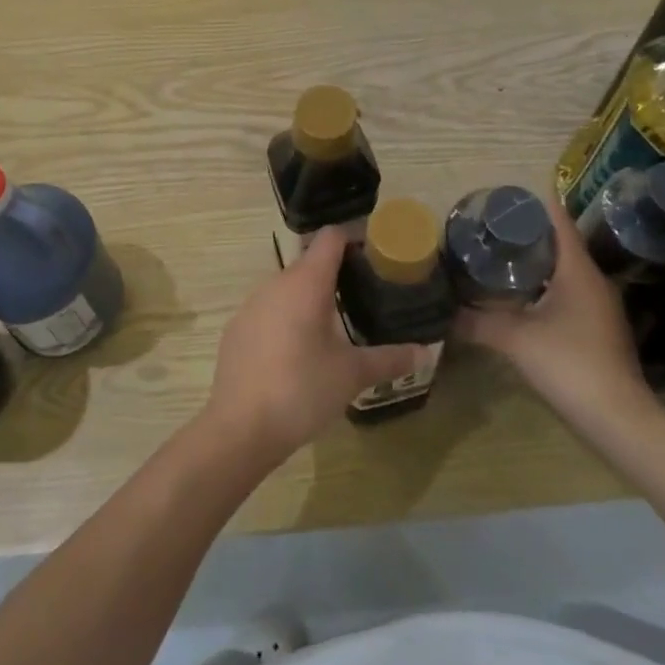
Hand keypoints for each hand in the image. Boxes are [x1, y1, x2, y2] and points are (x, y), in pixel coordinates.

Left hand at [202, 230, 422, 464]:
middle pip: (310, 263)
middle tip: (364, 295)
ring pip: (287, 287)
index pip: (331, 237)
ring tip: (336, 324)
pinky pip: (268, 310)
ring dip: (310, 297)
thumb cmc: (302, 390)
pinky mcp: (237, 327)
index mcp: (306, 282)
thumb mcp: (352, 375)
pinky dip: (286, 318)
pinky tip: (298, 350)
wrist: (240, 427)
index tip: (375, 254)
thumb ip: (390, 359)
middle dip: (337, 273)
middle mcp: (276, 282)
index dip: (354, 238)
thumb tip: (427, 351)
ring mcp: (251, 304)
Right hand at [453, 194, 660, 436]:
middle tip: (489, 229)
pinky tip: (518, 298)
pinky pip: (567, 294)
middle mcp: (593, 281)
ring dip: (535, 262)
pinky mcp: (597, 329)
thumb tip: (443, 314)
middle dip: (527, 234)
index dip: (532, 205)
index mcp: (578, 271)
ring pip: (563, 271)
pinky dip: (543, 287)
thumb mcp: (515, 339)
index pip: (559, 221)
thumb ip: (477, 322)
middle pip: (560, 244)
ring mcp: (599, 307)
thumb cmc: (569, 364)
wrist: (618, 420)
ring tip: (497, 258)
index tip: (502, 199)